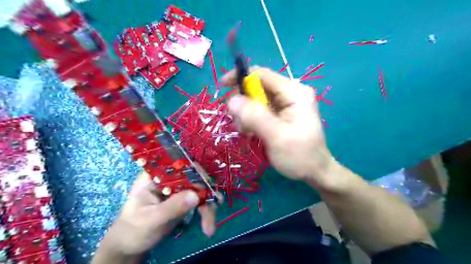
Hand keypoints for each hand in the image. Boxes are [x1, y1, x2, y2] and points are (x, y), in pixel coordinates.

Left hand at [93, 171, 216, 261]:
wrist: (131, 245)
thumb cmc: (133, 230)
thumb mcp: (151, 219)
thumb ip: (172, 207)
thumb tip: (196, 195)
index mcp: (155, 175)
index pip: (177, 164)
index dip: (195, 170)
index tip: (206, 183)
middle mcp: (169, 178)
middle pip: (193, 176)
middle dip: (206, 192)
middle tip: (214, 208)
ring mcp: (177, 188)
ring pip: (200, 189)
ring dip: (208, 206)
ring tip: (209, 227)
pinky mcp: (184, 199)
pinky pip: (200, 200)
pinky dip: (206, 210)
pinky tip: (209, 224)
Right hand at [223, 67, 336, 187]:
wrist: (314, 172)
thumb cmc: (300, 156)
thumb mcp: (277, 137)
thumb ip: (255, 117)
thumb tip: (231, 100)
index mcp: (294, 92)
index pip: (262, 74)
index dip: (241, 77)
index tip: (223, 87)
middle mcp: (290, 94)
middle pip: (257, 88)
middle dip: (244, 103)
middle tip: (240, 124)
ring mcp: (285, 105)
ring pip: (255, 101)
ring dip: (246, 115)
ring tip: (248, 133)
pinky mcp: (280, 115)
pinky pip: (259, 111)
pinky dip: (251, 121)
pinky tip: (253, 134)